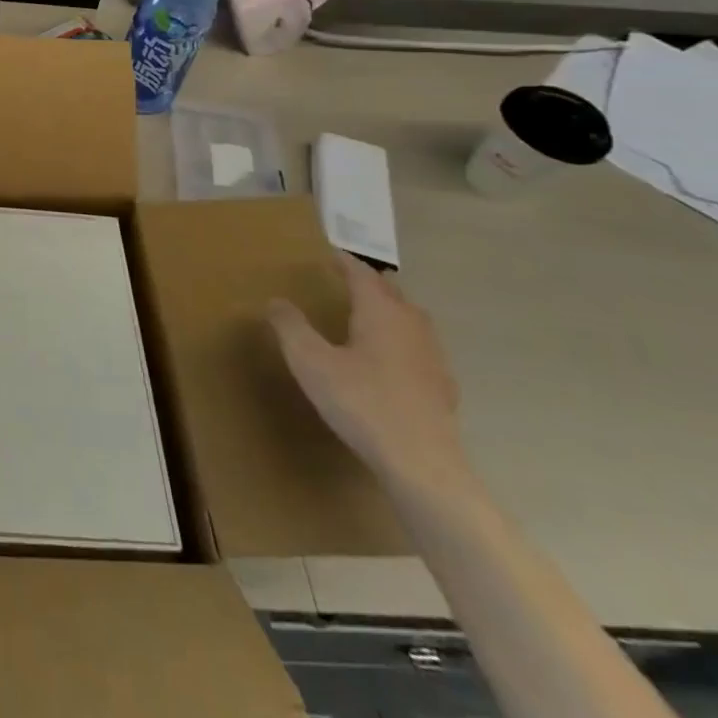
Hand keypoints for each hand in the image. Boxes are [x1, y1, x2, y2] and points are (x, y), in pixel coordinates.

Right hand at [268, 255, 473, 500]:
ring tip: (368, 316)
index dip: (345, 263)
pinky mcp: (441, 388)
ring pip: (411, 320)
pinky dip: (402, 341)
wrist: (421, 463)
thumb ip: (290, 327)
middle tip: (347, 281)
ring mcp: (432, 358)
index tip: (330, 254)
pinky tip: (390, 361)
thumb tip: (276, 300)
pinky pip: (419, 349)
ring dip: (389, 311)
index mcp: (381, 313)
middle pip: (392, 294)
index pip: (363, 275)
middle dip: (370, 283)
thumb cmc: (361, 402)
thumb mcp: (310, 361)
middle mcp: (411, 326)